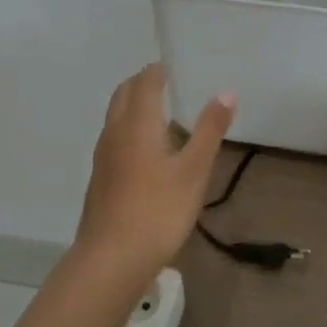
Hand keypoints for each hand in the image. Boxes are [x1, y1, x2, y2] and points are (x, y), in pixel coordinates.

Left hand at [73, 64, 234, 280]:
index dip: (160, 70)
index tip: (180, 67)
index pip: (144, 81)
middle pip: (123, 94)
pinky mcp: (101, 177)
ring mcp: (103, 156)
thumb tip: (226, 91)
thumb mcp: (194, 170)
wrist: (111, 259)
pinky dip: (131, 129)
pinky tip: (151, 152)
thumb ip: (210, 129)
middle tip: (172, 85)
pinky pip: (115, 138)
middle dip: (144, 83)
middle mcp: (114, 132)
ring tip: (165, 114)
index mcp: (137, 123)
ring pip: (116, 116)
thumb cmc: (159, 210)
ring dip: (135, 106)